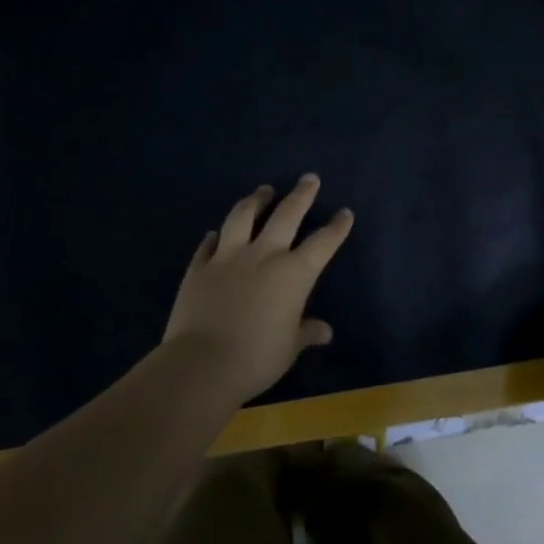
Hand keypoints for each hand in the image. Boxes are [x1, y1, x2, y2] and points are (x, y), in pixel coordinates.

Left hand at [159, 175, 354, 403]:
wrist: (201, 365)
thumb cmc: (256, 359)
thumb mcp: (289, 348)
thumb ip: (306, 332)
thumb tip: (324, 331)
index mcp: (294, 274)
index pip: (323, 243)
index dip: (337, 227)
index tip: (345, 213)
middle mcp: (263, 256)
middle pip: (286, 215)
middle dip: (301, 195)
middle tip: (309, 178)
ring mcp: (228, 258)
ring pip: (243, 217)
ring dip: (256, 201)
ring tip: (263, 191)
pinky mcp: (199, 268)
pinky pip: (208, 245)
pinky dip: (215, 236)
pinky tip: (216, 232)